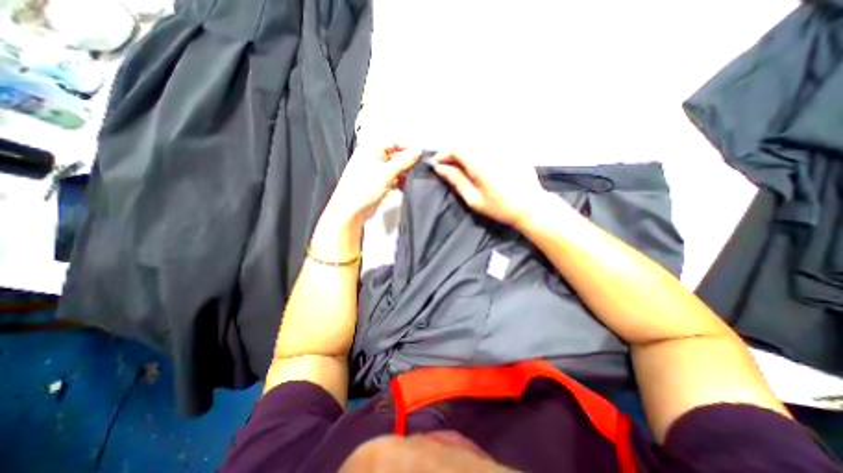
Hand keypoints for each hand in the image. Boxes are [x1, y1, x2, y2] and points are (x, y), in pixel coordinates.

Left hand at [325, 144, 425, 225]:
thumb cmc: (364, 189)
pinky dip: (399, 181)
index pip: (395, 142)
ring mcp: (375, 170)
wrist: (351, 210)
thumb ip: (404, 161)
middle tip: (415, 171)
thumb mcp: (387, 173)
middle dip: (406, 163)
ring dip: (403, 174)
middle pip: (396, 154)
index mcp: (371, 148)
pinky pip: (392, 177)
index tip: (421, 156)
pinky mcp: (378, 181)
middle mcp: (373, 156)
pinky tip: (402, 187)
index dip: (408, 148)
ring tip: (407, 181)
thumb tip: (419, 150)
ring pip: (395, 167)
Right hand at [431, 149, 550, 225]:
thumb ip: (456, 180)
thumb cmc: (499, 207)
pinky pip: (490, 141)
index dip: (443, 154)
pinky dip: (479, 148)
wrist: (530, 206)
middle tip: (448, 166)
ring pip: (476, 140)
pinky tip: (478, 160)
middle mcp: (491, 149)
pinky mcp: (511, 146)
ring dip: (465, 150)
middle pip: (465, 142)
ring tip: (461, 164)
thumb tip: (439, 168)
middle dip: (453, 152)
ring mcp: (503, 146)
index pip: (456, 148)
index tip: (436, 164)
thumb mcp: (473, 199)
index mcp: (480, 163)